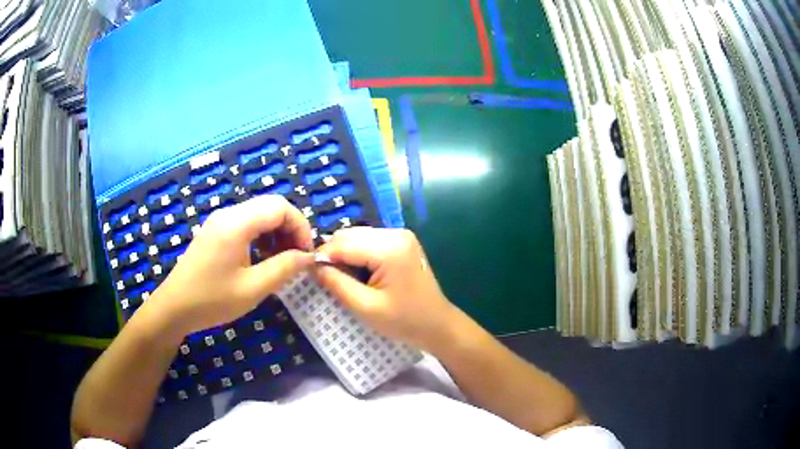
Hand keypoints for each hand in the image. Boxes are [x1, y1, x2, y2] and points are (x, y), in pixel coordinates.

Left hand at [148, 195, 313, 335]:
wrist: (175, 307)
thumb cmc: (212, 300)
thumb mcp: (253, 288)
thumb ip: (284, 268)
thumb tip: (308, 257)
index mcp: (236, 223)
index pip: (280, 207)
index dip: (300, 226)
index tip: (306, 254)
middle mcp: (228, 214)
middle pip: (270, 206)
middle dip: (290, 228)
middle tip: (297, 257)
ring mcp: (219, 221)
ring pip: (259, 214)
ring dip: (276, 232)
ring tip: (281, 260)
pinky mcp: (215, 231)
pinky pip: (246, 223)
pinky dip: (261, 236)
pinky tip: (262, 258)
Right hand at [314, 227, 456, 350]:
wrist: (438, 325)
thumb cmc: (404, 321)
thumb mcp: (365, 307)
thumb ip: (337, 283)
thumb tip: (313, 266)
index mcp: (389, 248)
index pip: (343, 244)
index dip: (322, 256)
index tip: (308, 273)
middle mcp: (395, 233)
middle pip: (350, 235)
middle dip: (334, 255)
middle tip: (326, 279)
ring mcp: (401, 235)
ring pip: (358, 237)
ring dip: (345, 254)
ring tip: (343, 279)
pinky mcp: (401, 242)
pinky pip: (370, 241)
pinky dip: (358, 254)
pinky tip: (359, 274)